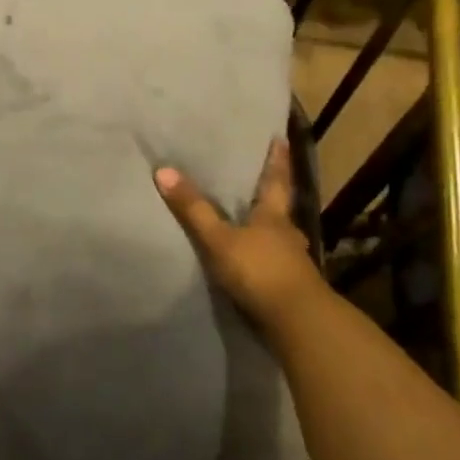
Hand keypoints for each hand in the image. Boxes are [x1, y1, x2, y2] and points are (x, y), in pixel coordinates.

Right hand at [154, 138, 330, 338]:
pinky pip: (273, 261)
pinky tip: (252, 259)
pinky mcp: (288, 285)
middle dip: (269, 194)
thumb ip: (193, 209)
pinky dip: (263, 255)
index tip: (281, 137)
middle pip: (279, 207)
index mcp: (274, 215)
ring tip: (249, 221)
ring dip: (266, 229)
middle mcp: (287, 233)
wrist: (296, 321)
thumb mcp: (219, 238)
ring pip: (277, 236)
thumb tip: (163, 169)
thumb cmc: (260, 270)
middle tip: (256, 179)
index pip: (276, 179)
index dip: (277, 158)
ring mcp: (291, 261)